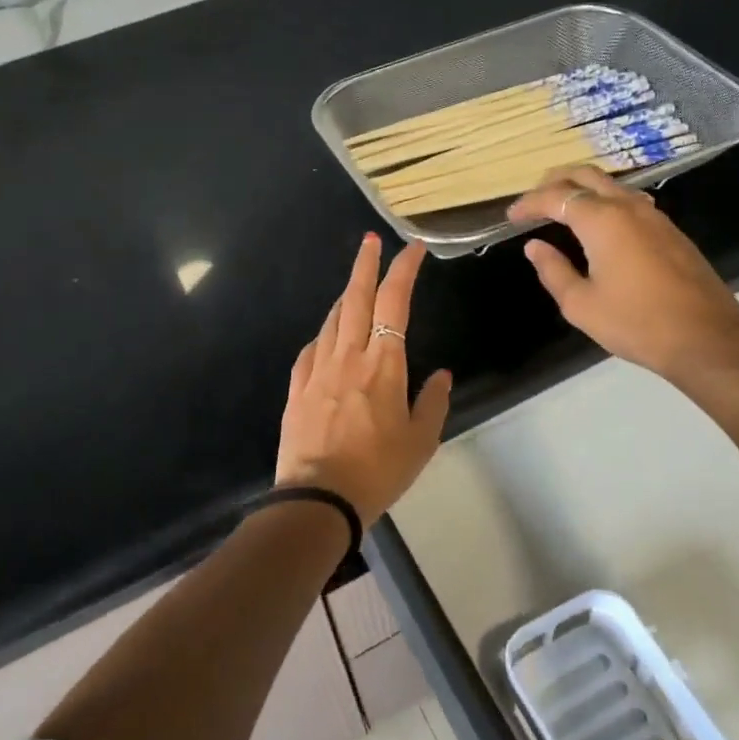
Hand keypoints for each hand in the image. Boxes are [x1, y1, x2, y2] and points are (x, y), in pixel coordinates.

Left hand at [275, 233, 451, 523]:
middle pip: (356, 297)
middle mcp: (348, 356)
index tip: (413, 249)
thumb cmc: (378, 470)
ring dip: (346, 297)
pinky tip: (327, 337)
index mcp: (383, 364)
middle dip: (365, 264)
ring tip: (355, 287)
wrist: (318, 499)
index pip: (394, 303)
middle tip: (371, 240)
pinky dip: (324, 334)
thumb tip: (441, 375)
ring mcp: (317, 369)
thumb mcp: (420, 441)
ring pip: (332, 320)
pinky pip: (311, 349)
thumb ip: (432, 402)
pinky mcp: (297, 387)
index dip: (403, 270)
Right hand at [507, 166, 738, 403]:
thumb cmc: (635, 323)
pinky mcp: (671, 231)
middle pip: (586, 175)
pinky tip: (600, 225)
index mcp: (602, 221)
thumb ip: (553, 270)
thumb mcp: (580, 304)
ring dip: (583, 189)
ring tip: (563, 208)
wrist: (705, 339)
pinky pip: (630, 201)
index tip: (511, 218)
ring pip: (612, 185)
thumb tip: (535, 247)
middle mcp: (628, 207)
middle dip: (555, 182)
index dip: (529, 204)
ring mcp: (655, 216)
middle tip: (534, 199)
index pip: (556, 198)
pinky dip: (606, 202)